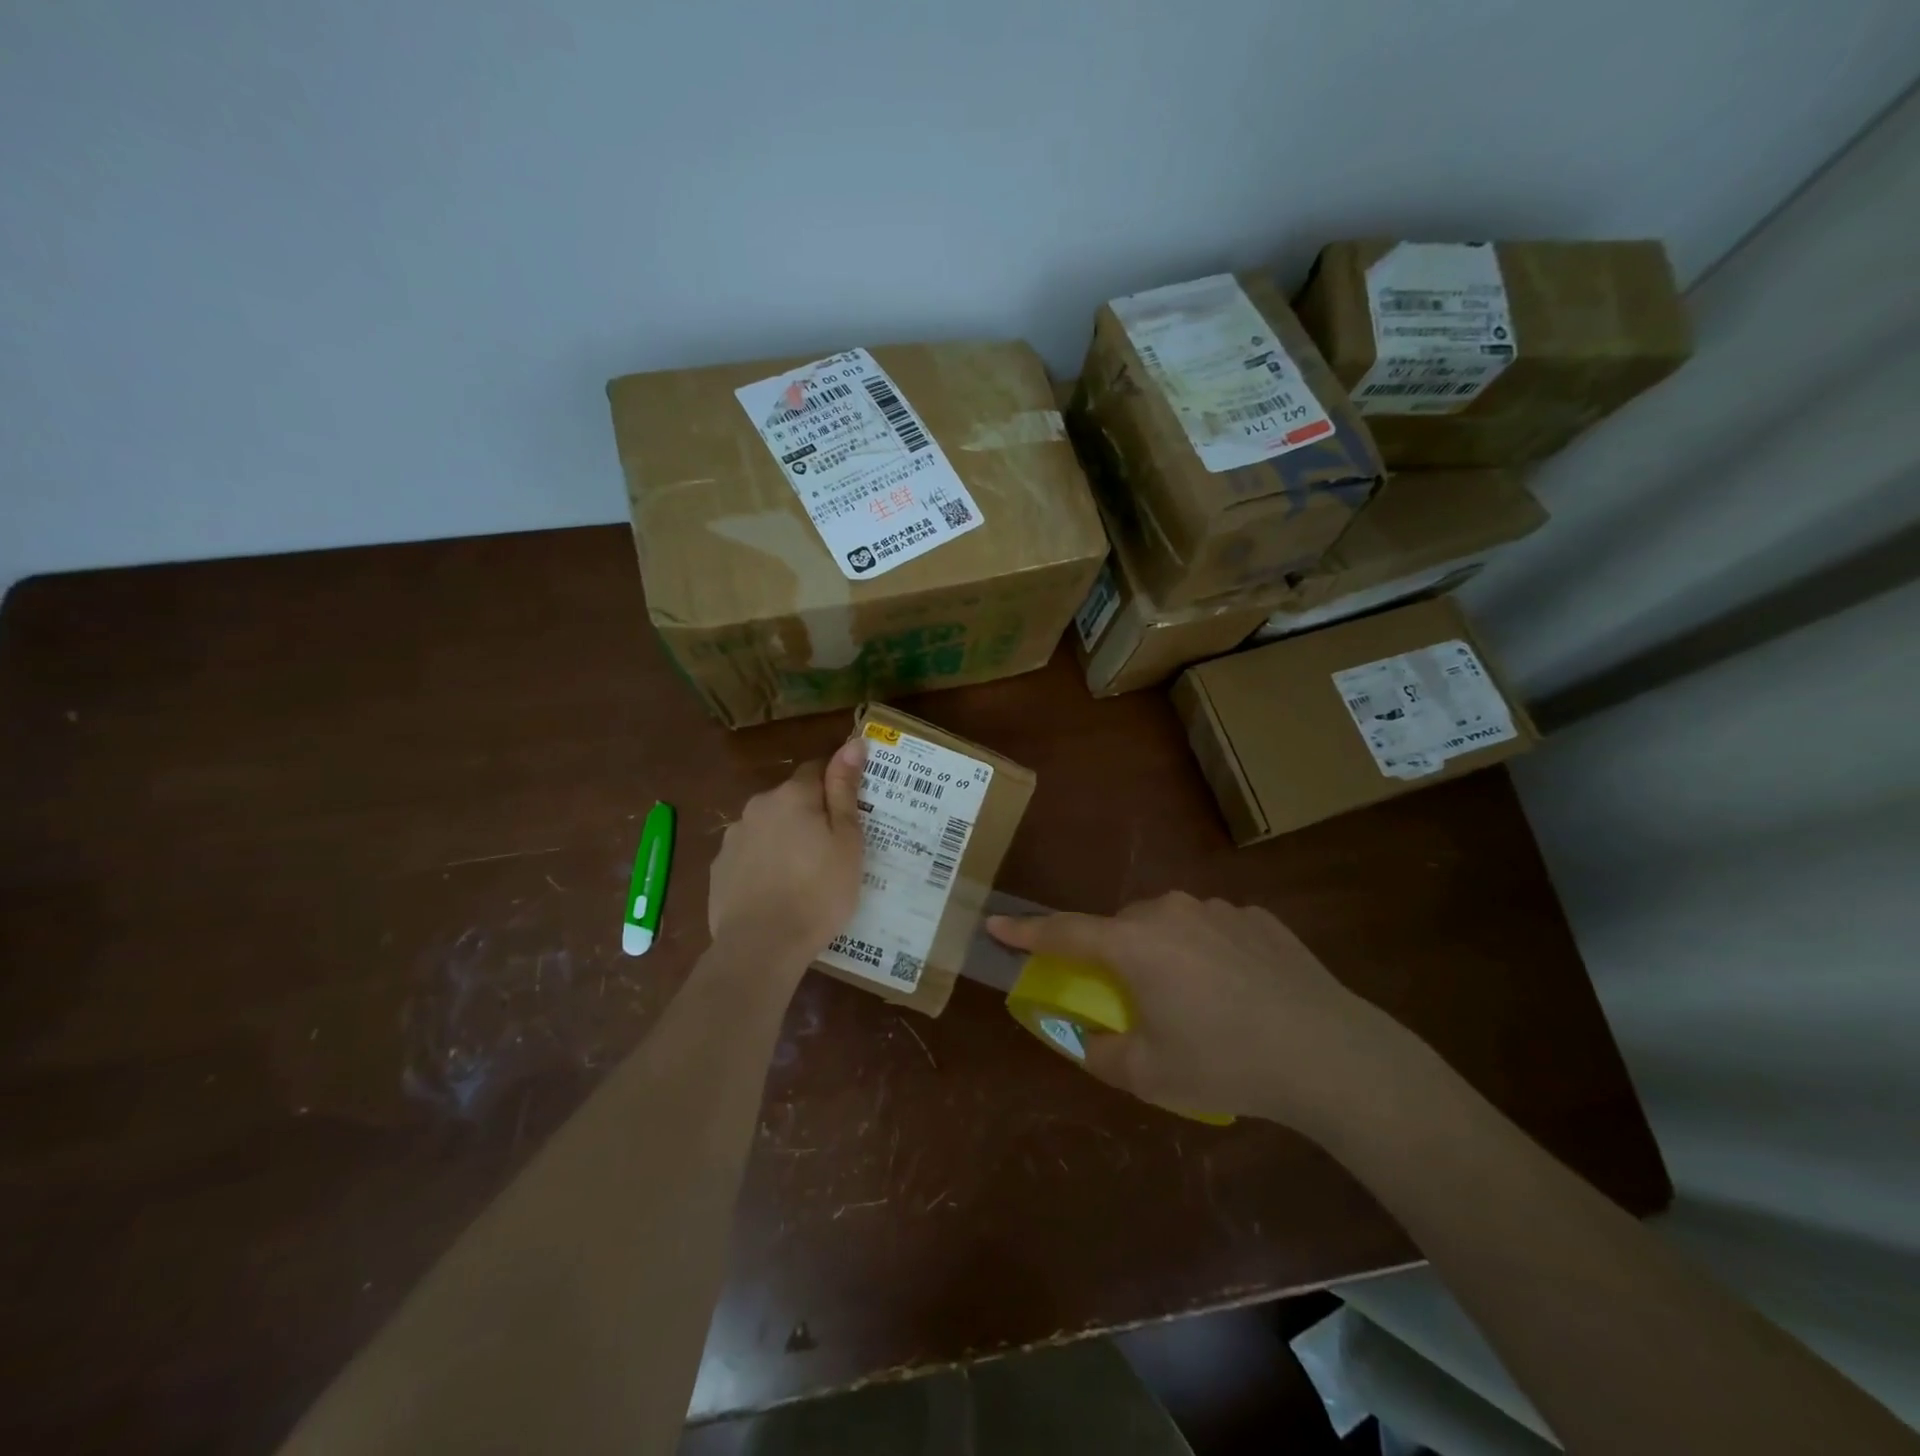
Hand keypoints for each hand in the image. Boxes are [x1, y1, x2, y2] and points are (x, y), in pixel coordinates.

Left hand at [708, 738, 866, 960]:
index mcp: (791, 796)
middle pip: (790, 800)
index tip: (851, 811)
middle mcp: (757, 807)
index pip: (817, 770)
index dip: (836, 784)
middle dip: (809, 815)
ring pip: (768, 828)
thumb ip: (845, 790)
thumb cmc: (818, 892)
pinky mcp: (718, 869)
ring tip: (803, 876)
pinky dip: (763, 864)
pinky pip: (749, 855)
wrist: (761, 947)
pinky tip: (776, 892)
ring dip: (784, 839)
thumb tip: (853, 742)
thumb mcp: (846, 841)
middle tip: (832, 850)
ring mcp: (733, 838)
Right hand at [988, 893, 1417, 1130]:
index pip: (1064, 930)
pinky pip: (1214, 929)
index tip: (997, 925)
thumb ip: (1102, 1053)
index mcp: (1134, 944)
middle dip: (1113, 955)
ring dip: (1164, 952)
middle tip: (1129, 997)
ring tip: (1194, 1000)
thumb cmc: (1227, 1063)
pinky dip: (1208, 952)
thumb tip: (1088, 1038)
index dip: (1027, 931)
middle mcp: (1170, 912)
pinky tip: (1238, 992)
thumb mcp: (1150, 1075)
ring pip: (1169, 924)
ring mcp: (1219, 910)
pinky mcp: (1258, 918)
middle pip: (1121, 927)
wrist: (1330, 1054)